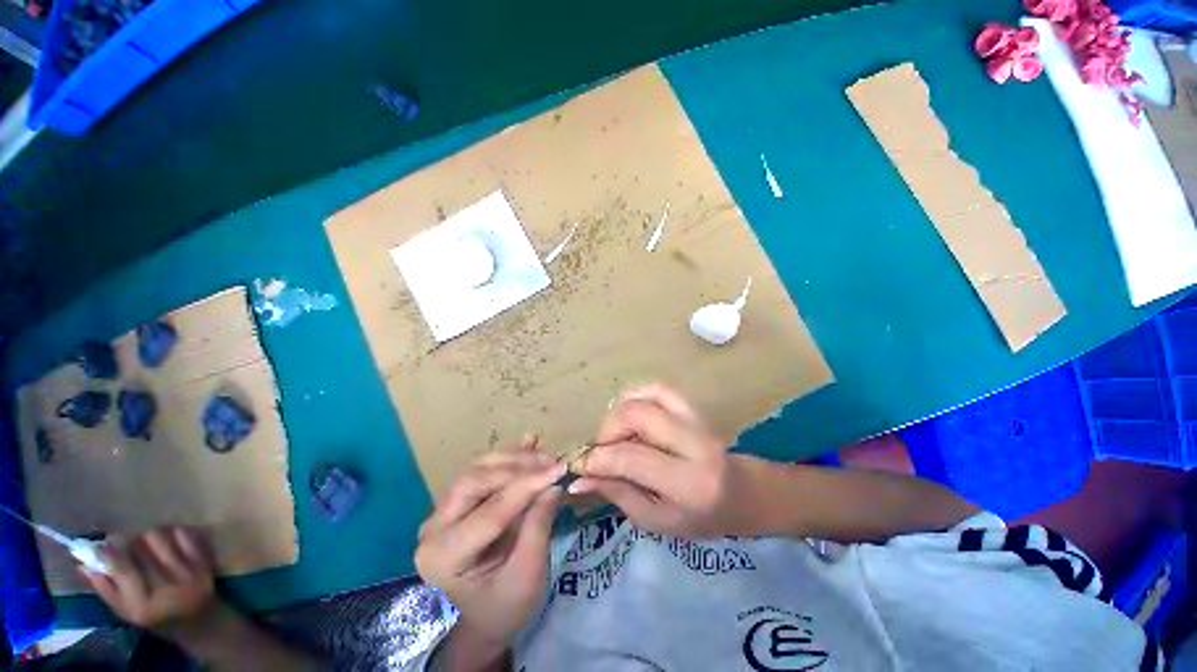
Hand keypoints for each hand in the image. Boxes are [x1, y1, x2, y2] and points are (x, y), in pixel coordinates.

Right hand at [80, 528, 220, 633]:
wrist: (199, 620)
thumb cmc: (156, 617)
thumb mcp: (126, 611)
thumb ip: (105, 589)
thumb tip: (82, 564)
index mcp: (143, 604)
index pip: (124, 570)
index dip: (109, 554)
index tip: (100, 544)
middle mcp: (167, 588)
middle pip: (140, 548)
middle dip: (127, 542)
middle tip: (123, 542)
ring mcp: (189, 573)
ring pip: (160, 536)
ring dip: (148, 536)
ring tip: (145, 543)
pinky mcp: (204, 562)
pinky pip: (185, 535)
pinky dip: (173, 533)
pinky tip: (169, 541)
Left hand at [415, 439, 564, 654]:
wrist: (486, 617)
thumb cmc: (506, 606)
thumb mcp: (528, 575)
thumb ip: (539, 526)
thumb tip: (554, 483)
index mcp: (444, 556)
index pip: (491, 511)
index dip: (528, 485)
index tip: (559, 468)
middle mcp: (435, 527)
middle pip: (476, 480)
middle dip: (518, 467)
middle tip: (552, 462)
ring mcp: (443, 511)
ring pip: (478, 469)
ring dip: (515, 458)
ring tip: (546, 457)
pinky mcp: (457, 501)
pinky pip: (482, 470)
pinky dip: (508, 457)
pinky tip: (530, 441)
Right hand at [571, 384, 770, 537]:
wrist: (741, 494)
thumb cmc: (700, 518)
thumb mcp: (656, 521)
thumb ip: (618, 494)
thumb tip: (579, 478)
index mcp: (688, 483)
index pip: (632, 458)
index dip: (599, 459)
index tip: (581, 465)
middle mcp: (693, 443)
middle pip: (637, 415)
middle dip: (607, 429)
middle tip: (601, 449)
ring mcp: (695, 419)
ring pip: (647, 395)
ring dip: (620, 411)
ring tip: (615, 433)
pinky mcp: (692, 406)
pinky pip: (658, 388)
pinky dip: (636, 395)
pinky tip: (629, 414)